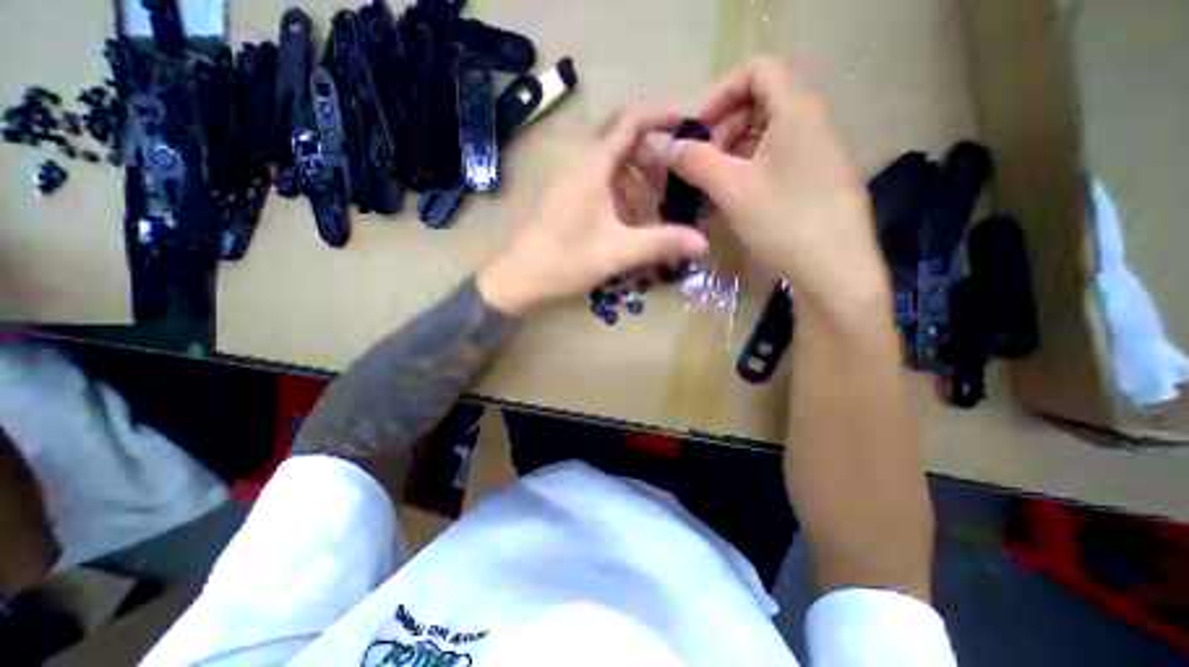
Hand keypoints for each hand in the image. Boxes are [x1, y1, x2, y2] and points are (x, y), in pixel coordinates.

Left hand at [477, 110, 709, 317]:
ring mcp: (571, 180)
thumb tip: (703, 244)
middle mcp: (581, 164)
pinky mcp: (566, 197)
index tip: (687, 126)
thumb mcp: (618, 252)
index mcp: (593, 165)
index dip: (661, 117)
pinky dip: (621, 197)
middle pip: (624, 144)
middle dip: (652, 161)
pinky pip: (600, 185)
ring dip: (637, 183)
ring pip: (613, 167)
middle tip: (671, 188)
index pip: (631, 121)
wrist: (519, 278)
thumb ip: (661, 244)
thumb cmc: (565, 261)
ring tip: (654, 214)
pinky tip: (630, 224)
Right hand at [673, 57, 886, 316]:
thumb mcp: (733, 190)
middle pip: (761, 104)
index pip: (758, 71)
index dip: (721, 93)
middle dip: (723, 129)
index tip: (698, 129)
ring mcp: (816, 154)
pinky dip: (749, 173)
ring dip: (733, 155)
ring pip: (766, 137)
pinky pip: (776, 162)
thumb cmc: (783, 222)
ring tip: (712, 187)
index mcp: (796, 111)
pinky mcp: (815, 181)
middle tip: (702, 163)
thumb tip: (668, 148)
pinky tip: (733, 202)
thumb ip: (697, 163)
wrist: (834, 270)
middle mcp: (811, 123)